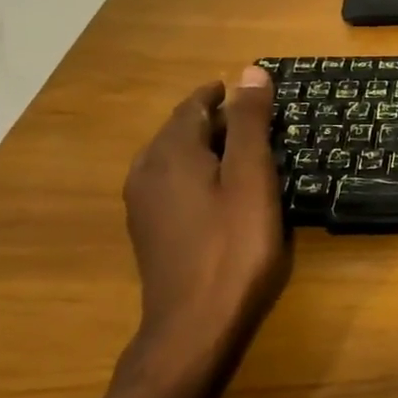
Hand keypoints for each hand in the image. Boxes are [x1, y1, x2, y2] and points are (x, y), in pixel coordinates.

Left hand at [121, 67, 287, 387]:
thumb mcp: (252, 176)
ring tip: (241, 150)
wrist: (193, 325)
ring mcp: (142, 203)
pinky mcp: (148, 229)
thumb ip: (250, 122)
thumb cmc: (233, 245)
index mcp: (171, 152)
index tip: (247, 89)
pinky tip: (219, 189)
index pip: (194, 105)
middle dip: (214, 118)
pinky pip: (170, 182)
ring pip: (173, 157)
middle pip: (180, 129)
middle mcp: (146, 170)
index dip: (220, 94)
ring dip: (204, 145)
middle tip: (255, 119)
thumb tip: (250, 71)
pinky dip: (195, 171)